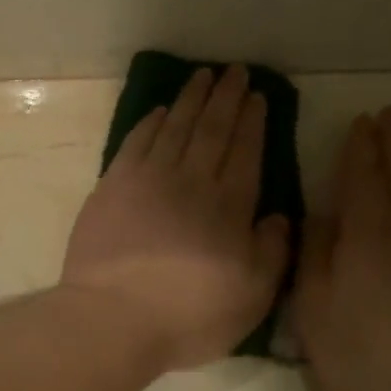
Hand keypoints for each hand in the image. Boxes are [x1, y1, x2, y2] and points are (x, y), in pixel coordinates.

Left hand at [61, 65, 290, 371]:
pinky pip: (136, 142)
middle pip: (211, 130)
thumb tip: (278, 216)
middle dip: (226, 98)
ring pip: (174, 127)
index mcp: (229, 207)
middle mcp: (190, 182)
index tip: (257, 96)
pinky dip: (149, 123)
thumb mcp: (252, 297)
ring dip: (190, 100)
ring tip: (202, 76)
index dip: (252, 122)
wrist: (112, 319)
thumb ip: (272, 252)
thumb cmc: (188, 316)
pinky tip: (159, 111)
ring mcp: (147, 180)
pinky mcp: (112, 187)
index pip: (246, 152)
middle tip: (235, 71)